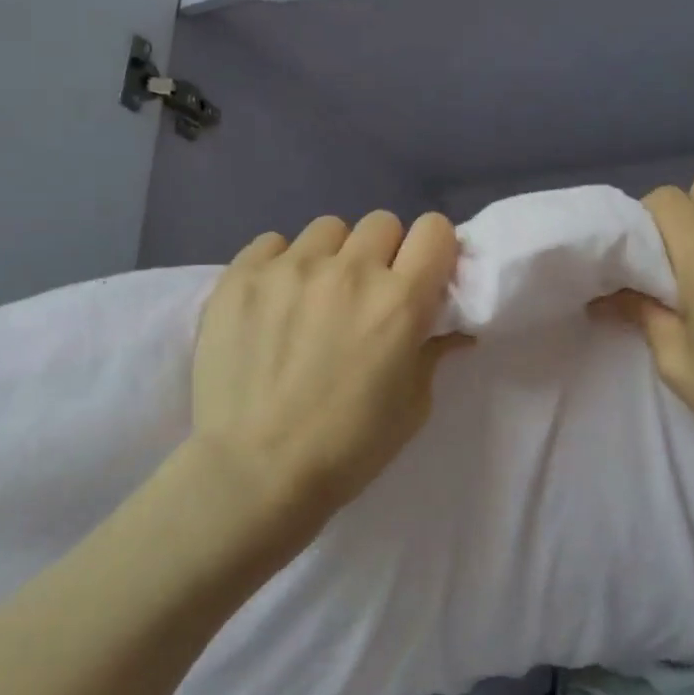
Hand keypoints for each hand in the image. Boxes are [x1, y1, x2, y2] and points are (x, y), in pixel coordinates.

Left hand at [188, 211, 465, 531]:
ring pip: (327, 229)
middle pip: (382, 223)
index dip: (432, 249)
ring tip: (312, 296)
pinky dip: (279, 264)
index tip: (420, 275)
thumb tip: (452, 328)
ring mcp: (290, 268)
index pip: (435, 229)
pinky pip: (272, 242)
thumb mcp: (412, 408)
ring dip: (331, 255)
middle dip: (382, 253)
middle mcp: (349, 271)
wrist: (255, 472)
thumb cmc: (347, 448)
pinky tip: (270, 301)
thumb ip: (433, 353)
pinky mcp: (241, 276)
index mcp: (400, 301)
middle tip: (365, 294)